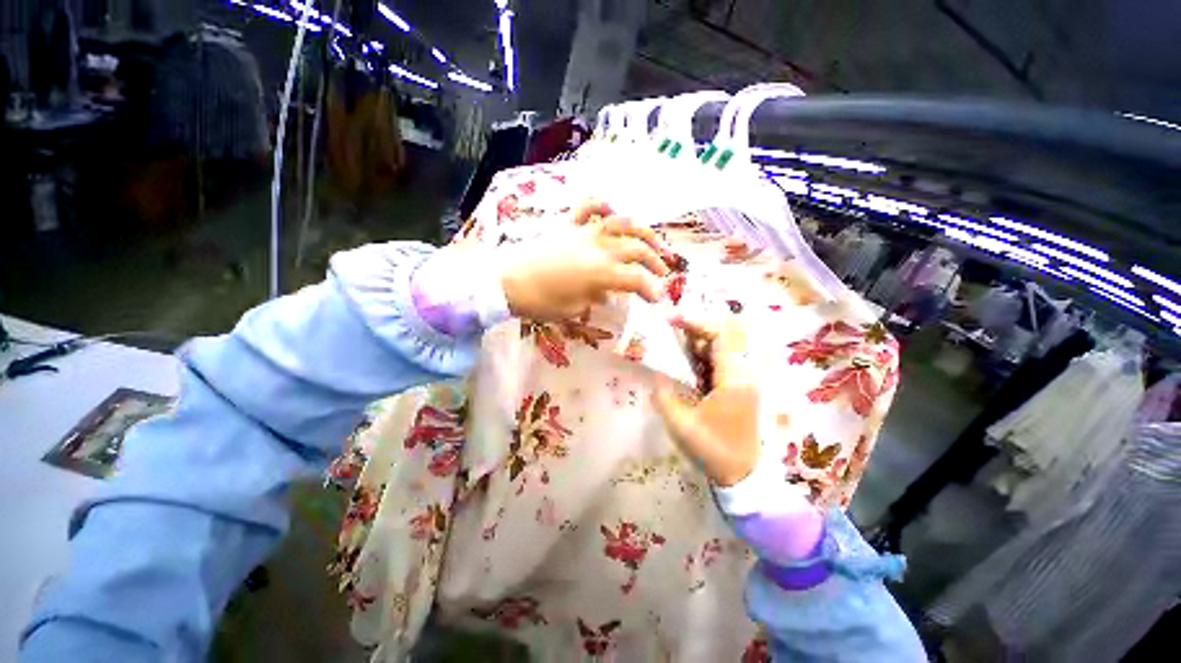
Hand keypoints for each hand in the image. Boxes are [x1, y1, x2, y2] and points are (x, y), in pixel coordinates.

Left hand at [500, 201, 669, 321]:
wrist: (504, 281)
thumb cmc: (538, 301)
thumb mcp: (571, 309)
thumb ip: (594, 299)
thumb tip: (607, 294)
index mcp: (601, 273)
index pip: (637, 279)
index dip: (652, 289)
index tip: (657, 299)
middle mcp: (598, 248)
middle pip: (637, 249)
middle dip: (655, 261)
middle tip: (663, 273)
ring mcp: (583, 231)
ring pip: (622, 223)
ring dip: (642, 231)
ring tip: (652, 240)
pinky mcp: (566, 223)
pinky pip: (587, 206)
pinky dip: (602, 205)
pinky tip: (611, 211)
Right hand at [653, 315, 758, 485]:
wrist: (741, 474)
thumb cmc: (712, 450)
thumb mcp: (681, 426)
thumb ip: (664, 396)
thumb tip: (654, 373)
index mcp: (733, 378)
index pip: (720, 333)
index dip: (695, 321)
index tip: (670, 320)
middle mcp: (745, 373)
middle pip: (725, 336)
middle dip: (697, 331)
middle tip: (671, 336)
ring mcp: (748, 381)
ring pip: (726, 348)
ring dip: (702, 345)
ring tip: (677, 353)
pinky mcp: (745, 389)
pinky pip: (727, 362)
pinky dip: (708, 359)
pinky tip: (690, 370)